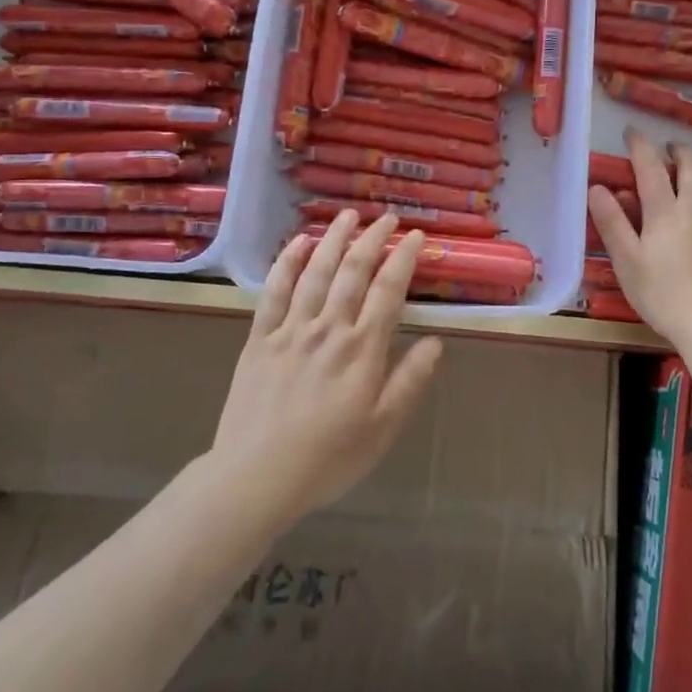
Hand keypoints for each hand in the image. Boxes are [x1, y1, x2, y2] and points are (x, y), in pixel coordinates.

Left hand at [215, 211, 444, 517]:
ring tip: (348, 215)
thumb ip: (409, 380)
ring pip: (316, 272)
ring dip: (334, 239)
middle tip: (387, 218)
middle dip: (373, 239)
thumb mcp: (383, 427)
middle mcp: (329, 329)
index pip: (388, 290)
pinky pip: (275, 292)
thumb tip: (436, 342)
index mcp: (362, 349)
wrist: (256, 477)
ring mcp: (291, 330)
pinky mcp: (259, 339)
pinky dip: (287, 263)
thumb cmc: (328, 458)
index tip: (415, 235)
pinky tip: (299, 243)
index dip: (404, 258)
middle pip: (353, 272)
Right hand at [588, 128, 691, 343]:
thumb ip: (612, 223)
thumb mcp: (627, 262)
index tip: (632, 133)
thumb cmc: (663, 296)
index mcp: (664, 212)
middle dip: (679, 150)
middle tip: (670, 149)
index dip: (640, 146)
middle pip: (690, 165)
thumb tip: (597, 188)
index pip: (649, 167)